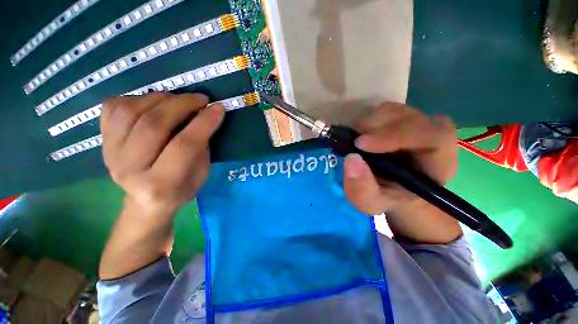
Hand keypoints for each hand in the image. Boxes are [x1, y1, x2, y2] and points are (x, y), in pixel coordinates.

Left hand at [100, 93, 224, 215]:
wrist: (146, 202)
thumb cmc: (181, 189)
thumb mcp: (202, 174)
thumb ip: (202, 147)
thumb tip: (204, 115)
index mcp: (161, 184)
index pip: (184, 146)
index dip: (203, 123)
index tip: (218, 108)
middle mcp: (130, 169)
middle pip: (153, 125)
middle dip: (182, 105)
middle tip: (200, 99)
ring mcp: (110, 154)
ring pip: (130, 111)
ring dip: (160, 98)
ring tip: (178, 100)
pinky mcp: (101, 142)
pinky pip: (113, 107)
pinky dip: (136, 98)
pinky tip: (154, 104)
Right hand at [343, 102, 457, 214]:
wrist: (395, 186)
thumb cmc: (389, 196)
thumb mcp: (371, 203)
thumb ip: (362, 189)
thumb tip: (352, 159)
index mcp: (438, 156)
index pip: (425, 134)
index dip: (392, 135)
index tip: (360, 144)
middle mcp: (431, 130)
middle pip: (402, 116)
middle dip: (371, 129)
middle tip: (350, 144)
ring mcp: (415, 119)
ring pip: (387, 110)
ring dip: (365, 125)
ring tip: (356, 144)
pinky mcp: (400, 116)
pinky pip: (379, 110)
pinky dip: (364, 122)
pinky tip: (361, 138)